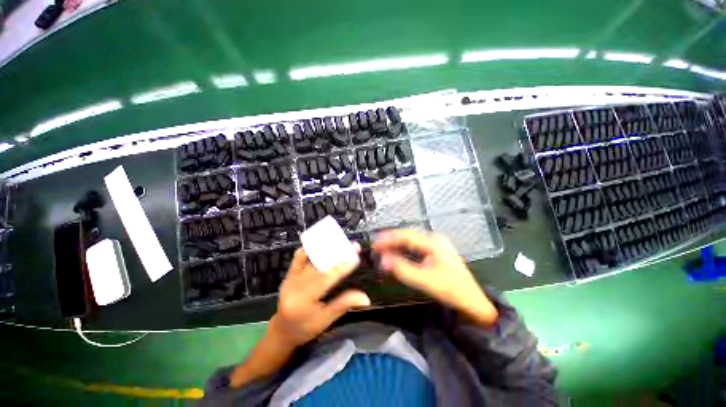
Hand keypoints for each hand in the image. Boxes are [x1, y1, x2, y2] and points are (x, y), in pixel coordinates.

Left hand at [269, 247, 370, 347]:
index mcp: (304, 300)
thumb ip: (344, 304)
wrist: (282, 331)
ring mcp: (290, 278)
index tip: (356, 258)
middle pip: (320, 264)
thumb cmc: (305, 329)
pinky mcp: (288, 275)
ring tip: (342, 244)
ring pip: (310, 258)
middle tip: (353, 246)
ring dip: (327, 249)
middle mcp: (295, 285)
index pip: (326, 278)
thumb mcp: (326, 320)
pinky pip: (298, 257)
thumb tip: (366, 298)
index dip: (342, 267)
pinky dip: (310, 250)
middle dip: (338, 254)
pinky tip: (322, 246)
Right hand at [373, 230, 497, 325]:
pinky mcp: (435, 251)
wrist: (474, 301)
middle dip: (391, 240)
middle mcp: (435, 239)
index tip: (375, 243)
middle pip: (408, 236)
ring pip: (411, 241)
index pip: (406, 236)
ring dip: (397, 244)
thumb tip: (383, 260)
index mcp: (434, 243)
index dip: (389, 238)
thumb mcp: (426, 281)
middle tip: (376, 246)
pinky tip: (397, 253)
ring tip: (382, 248)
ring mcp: (436, 244)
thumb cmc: (452, 290)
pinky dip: (404, 249)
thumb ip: (403, 269)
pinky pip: (416, 246)